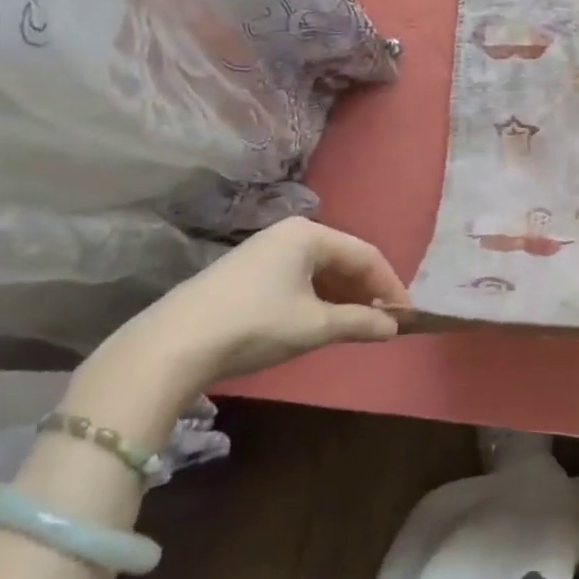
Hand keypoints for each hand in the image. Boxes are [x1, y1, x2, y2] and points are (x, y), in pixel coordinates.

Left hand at [106, 218, 408, 390]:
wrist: (172, 345)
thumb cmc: (256, 324)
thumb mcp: (314, 325)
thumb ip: (360, 322)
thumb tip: (394, 327)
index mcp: (309, 234)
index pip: (366, 255)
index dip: (390, 285)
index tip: (406, 316)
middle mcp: (289, 233)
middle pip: (343, 259)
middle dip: (367, 291)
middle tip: (384, 322)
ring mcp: (264, 251)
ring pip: (320, 270)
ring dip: (343, 297)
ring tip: (358, 325)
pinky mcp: (246, 272)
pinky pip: (298, 279)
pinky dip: (318, 299)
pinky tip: (321, 321)